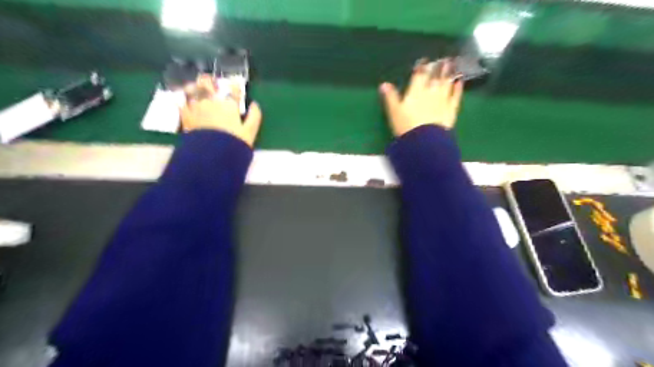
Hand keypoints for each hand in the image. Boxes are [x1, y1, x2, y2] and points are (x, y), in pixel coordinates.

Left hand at [179, 74, 261, 146]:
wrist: (212, 155)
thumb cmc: (234, 143)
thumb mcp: (250, 132)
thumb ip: (254, 117)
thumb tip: (255, 104)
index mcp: (229, 104)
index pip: (233, 89)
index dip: (234, 85)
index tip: (235, 86)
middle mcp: (212, 101)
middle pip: (208, 83)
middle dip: (210, 81)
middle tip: (211, 83)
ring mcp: (197, 107)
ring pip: (193, 89)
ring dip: (195, 87)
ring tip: (195, 88)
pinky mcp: (185, 116)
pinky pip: (181, 102)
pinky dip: (182, 99)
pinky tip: (183, 100)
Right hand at [379, 59, 464, 136]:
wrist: (425, 140)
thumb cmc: (406, 126)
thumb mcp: (394, 112)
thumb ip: (390, 97)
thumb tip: (383, 84)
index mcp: (415, 91)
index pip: (419, 75)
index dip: (421, 67)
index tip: (424, 60)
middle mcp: (431, 92)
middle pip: (435, 76)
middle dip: (438, 67)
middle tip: (443, 58)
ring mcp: (442, 99)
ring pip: (447, 83)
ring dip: (449, 73)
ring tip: (452, 64)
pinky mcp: (451, 109)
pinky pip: (455, 96)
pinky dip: (457, 88)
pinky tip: (459, 82)